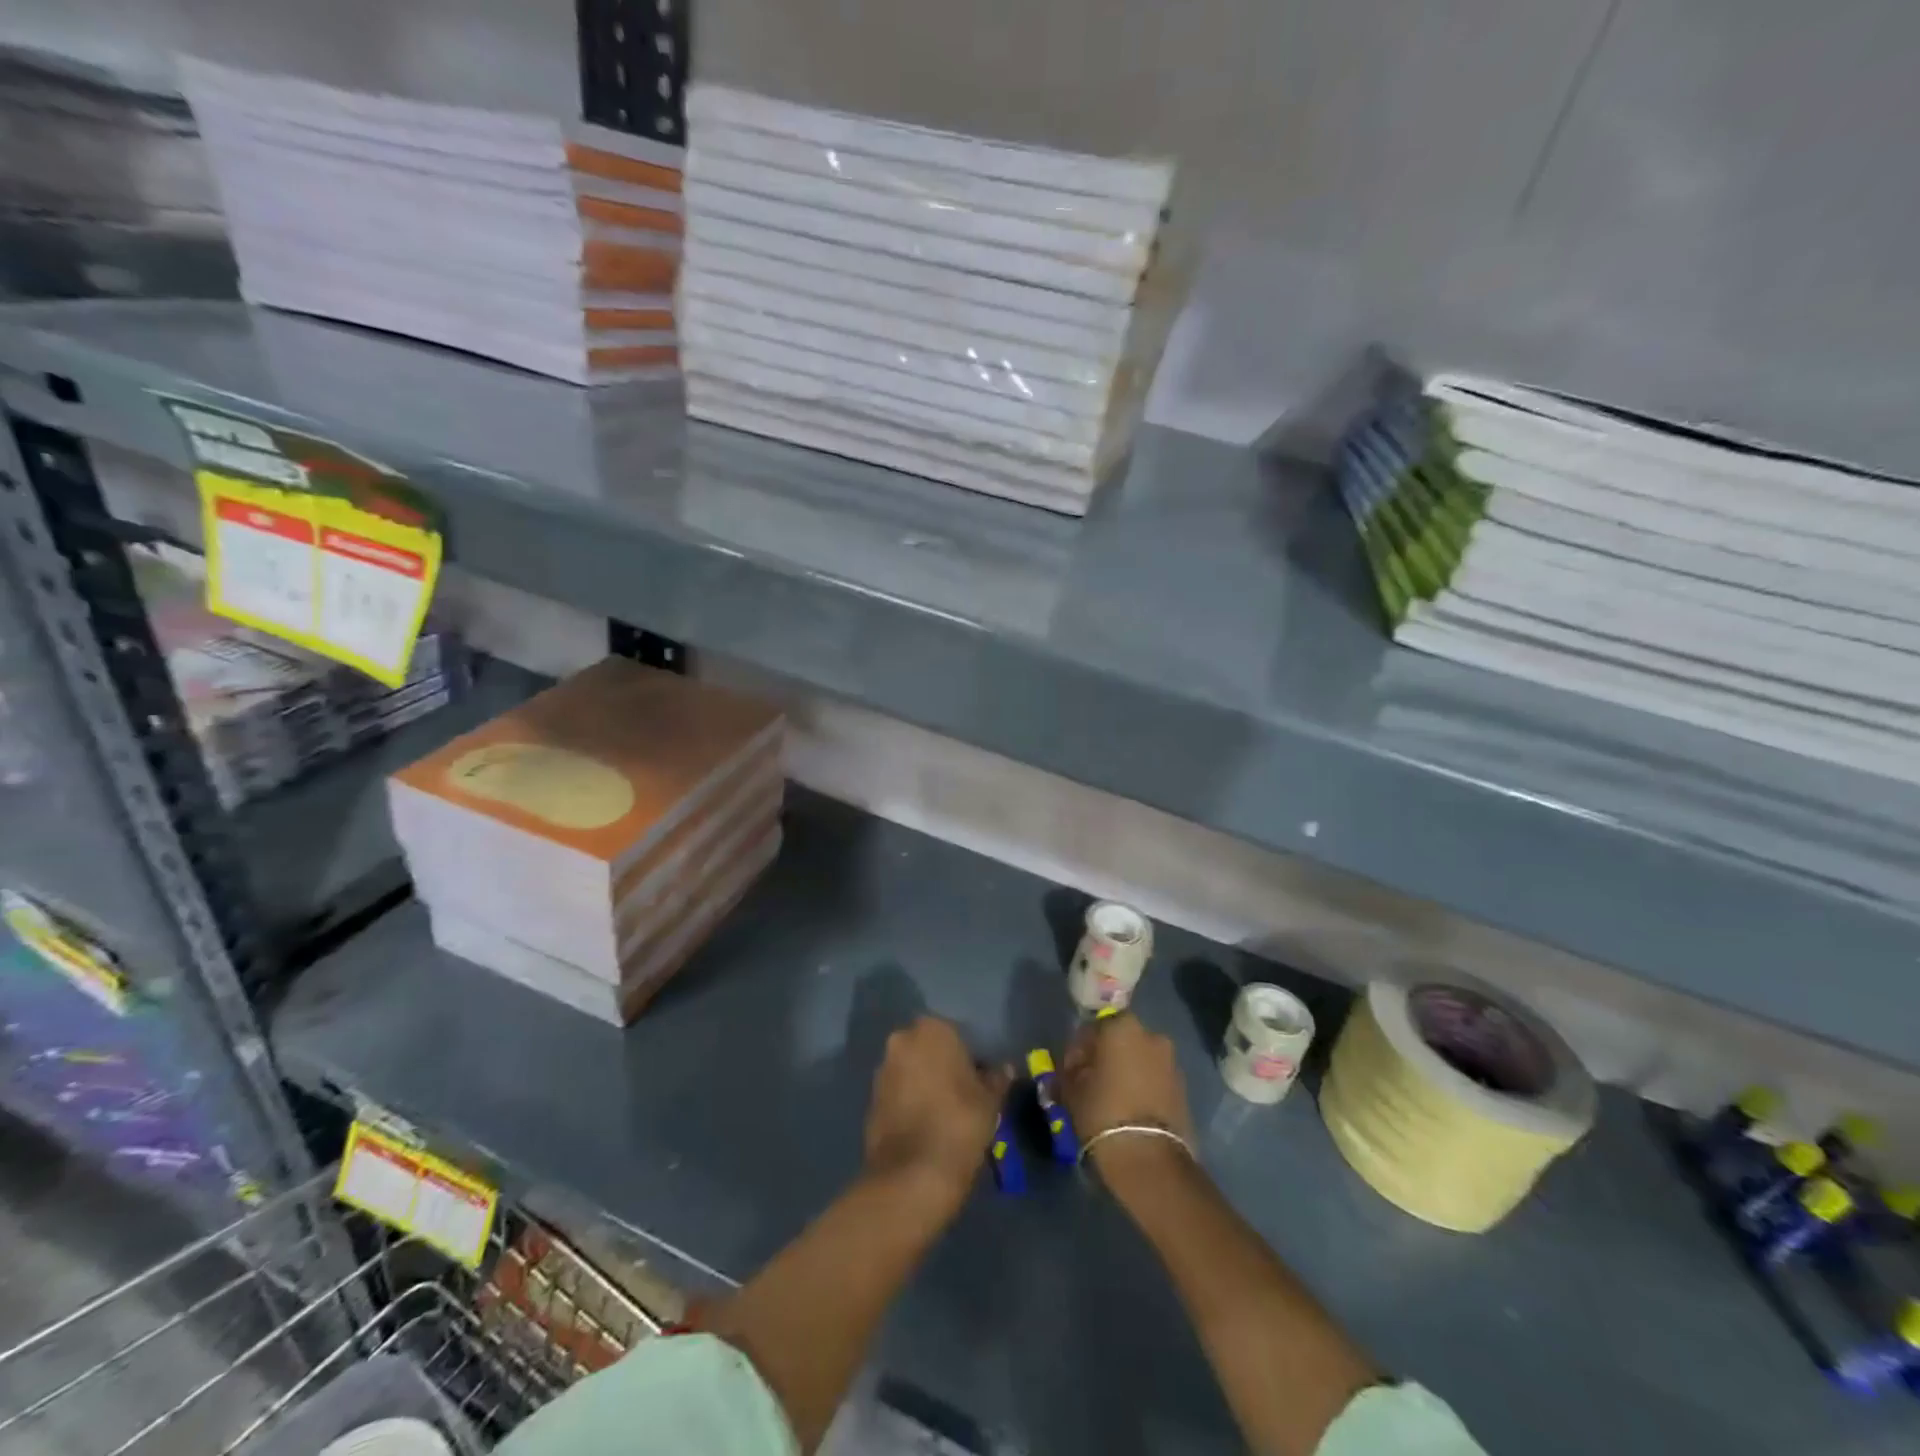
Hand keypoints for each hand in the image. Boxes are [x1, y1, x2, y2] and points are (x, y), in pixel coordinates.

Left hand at [863, 1017, 1009, 1206]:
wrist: (912, 1175)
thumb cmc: (959, 1123)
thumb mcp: (990, 1101)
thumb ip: (997, 1079)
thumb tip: (1004, 1069)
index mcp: (932, 1029)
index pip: (957, 1034)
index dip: (970, 1057)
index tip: (980, 1080)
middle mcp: (901, 1040)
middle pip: (929, 1049)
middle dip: (943, 1066)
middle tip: (963, 1095)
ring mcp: (882, 1070)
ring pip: (910, 1070)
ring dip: (924, 1084)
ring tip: (944, 1114)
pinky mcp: (869, 1100)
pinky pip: (897, 1093)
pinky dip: (909, 1103)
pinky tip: (925, 1127)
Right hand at [1060, 1014, 1194, 1187]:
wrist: (1150, 1158)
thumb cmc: (1103, 1113)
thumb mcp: (1072, 1090)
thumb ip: (1071, 1070)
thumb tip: (1074, 1068)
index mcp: (1121, 1027)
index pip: (1092, 1029)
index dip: (1078, 1050)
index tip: (1070, 1071)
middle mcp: (1150, 1035)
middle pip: (1120, 1041)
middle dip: (1105, 1057)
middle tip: (1091, 1082)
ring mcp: (1171, 1061)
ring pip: (1140, 1059)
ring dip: (1126, 1071)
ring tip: (1112, 1098)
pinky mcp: (1183, 1088)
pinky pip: (1155, 1078)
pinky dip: (1143, 1086)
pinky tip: (1130, 1108)